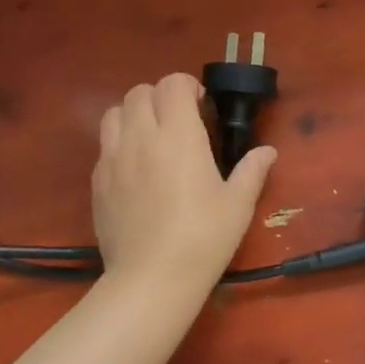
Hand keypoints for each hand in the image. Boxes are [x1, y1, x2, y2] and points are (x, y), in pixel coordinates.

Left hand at [92, 73, 276, 312]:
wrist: (151, 279)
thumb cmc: (203, 238)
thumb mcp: (237, 205)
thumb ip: (252, 171)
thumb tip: (268, 152)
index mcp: (178, 134)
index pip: (172, 84)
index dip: (187, 86)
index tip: (201, 107)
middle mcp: (141, 136)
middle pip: (140, 91)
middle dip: (160, 97)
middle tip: (178, 121)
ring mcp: (113, 158)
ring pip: (114, 112)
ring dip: (134, 114)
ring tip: (151, 137)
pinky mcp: (97, 181)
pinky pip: (104, 145)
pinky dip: (119, 144)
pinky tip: (135, 170)